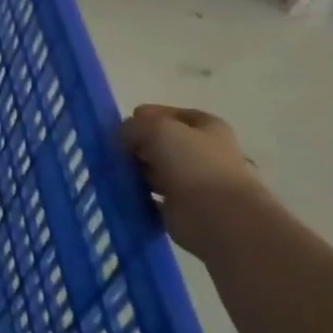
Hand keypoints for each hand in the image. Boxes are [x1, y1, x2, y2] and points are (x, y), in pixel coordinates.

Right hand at [120, 105, 270, 256]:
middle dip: (136, 146)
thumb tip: (123, 137)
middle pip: (160, 143)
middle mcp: (202, 152)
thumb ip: (134, 126)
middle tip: (115, 153)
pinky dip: (136, 196)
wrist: (218, 218)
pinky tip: (121, 193)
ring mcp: (192, 182)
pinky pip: (150, 197)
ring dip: (134, 171)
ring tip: (114, 174)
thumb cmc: (193, 163)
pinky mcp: (181, 209)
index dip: (144, 118)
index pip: (168, 115)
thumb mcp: (156, 128)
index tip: (122, 129)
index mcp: (206, 127)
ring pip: (154, 170)